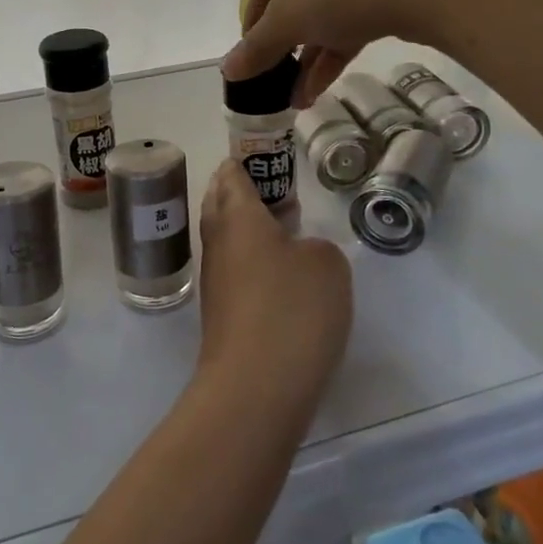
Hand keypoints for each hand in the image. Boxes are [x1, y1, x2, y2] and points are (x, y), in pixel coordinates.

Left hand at [195, 160, 352, 411]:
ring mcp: (215, 279)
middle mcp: (217, 241)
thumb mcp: (327, 264)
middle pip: (220, 202)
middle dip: (241, 192)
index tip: (268, 157)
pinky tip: (280, 276)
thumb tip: (297, 254)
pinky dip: (252, 262)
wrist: (256, 386)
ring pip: (226, 239)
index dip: (247, 161)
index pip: (231, 174)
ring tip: (284, 230)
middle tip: (277, 191)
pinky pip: (234, 271)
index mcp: (236, 215)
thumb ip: (315, 245)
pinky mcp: (221, 312)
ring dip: (248, 229)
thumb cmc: (292, 308)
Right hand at [225, 0, 449, 105]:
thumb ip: (256, 49)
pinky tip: (318, 90)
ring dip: (307, 60)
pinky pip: (348, 20)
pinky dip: (332, 53)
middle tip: (274, 83)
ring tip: (296, 100)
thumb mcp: (286, 22)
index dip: (252, 28)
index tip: (251, 61)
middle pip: (291, 3)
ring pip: (322, 16)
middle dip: (283, 50)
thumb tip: (226, 72)